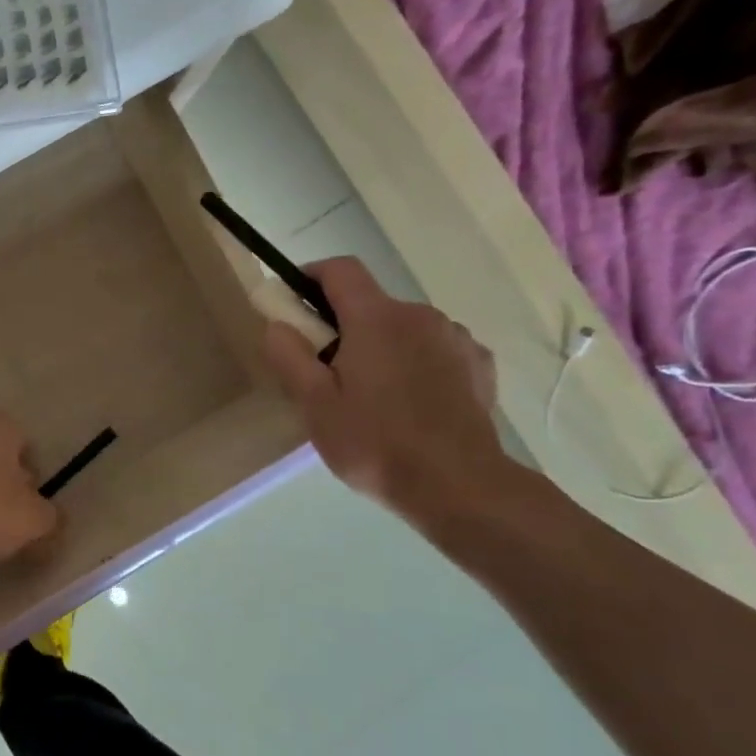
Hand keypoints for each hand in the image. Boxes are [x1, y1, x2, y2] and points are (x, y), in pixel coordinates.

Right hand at [260, 257, 508, 518]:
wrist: (458, 486)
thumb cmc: (374, 443)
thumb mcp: (314, 404)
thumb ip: (289, 355)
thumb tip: (277, 323)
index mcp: (376, 318)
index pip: (340, 269)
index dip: (311, 276)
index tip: (295, 303)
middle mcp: (420, 315)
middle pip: (370, 302)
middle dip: (343, 325)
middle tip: (327, 372)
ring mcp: (455, 338)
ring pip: (403, 327)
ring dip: (381, 345)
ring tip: (373, 395)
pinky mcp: (479, 364)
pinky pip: (434, 348)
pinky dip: (415, 361)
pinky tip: (411, 402)